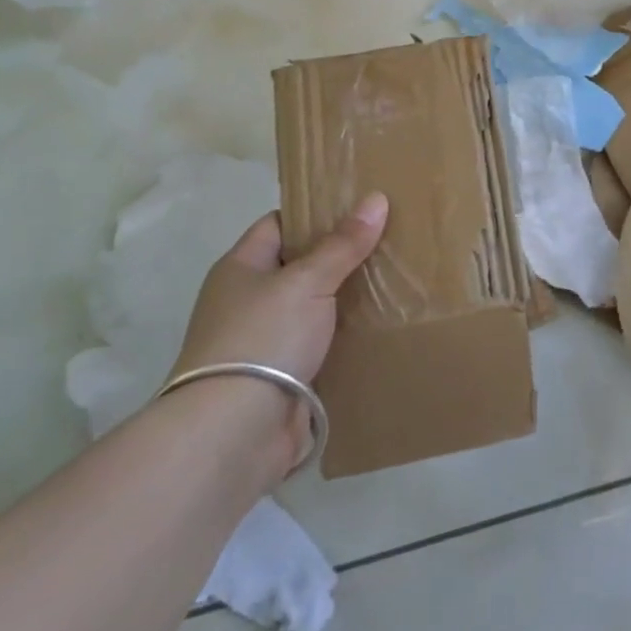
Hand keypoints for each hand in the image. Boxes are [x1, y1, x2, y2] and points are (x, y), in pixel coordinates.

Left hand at [165, 193, 387, 476]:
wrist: (235, 432)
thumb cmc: (262, 338)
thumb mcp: (307, 281)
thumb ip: (343, 244)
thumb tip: (377, 198)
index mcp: (241, 268)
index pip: (280, 224)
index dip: (316, 212)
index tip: (360, 204)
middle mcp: (248, 300)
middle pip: (301, 265)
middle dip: (341, 254)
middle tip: (389, 236)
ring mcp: (265, 340)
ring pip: (314, 306)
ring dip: (347, 297)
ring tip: (396, 275)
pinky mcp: (284, 376)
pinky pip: (321, 343)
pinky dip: (346, 335)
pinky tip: (382, 322)